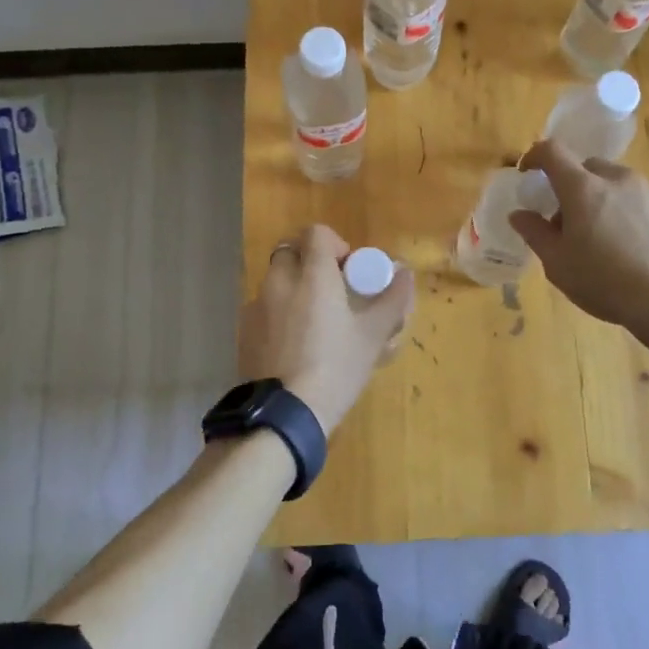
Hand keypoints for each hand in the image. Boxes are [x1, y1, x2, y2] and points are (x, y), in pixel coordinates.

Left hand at [237, 224, 414, 435]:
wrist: (284, 414)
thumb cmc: (336, 368)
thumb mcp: (373, 336)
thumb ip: (392, 299)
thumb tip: (405, 273)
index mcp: (312, 276)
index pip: (316, 233)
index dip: (335, 244)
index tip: (349, 271)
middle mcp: (279, 282)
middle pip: (291, 252)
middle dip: (310, 263)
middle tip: (332, 293)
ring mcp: (256, 307)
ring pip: (275, 282)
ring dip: (293, 289)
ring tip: (314, 324)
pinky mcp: (244, 333)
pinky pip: (263, 310)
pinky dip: (278, 315)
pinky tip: (293, 346)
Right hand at [507, 139, 648, 334]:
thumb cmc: (606, 281)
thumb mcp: (558, 264)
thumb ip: (535, 233)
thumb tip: (519, 214)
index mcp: (583, 187)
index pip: (552, 151)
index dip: (534, 156)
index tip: (527, 173)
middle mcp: (616, 178)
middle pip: (585, 167)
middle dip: (570, 185)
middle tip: (565, 220)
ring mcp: (648, 190)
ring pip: (614, 182)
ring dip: (599, 197)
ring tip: (600, 235)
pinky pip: (637, 198)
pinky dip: (624, 210)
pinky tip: (629, 245)